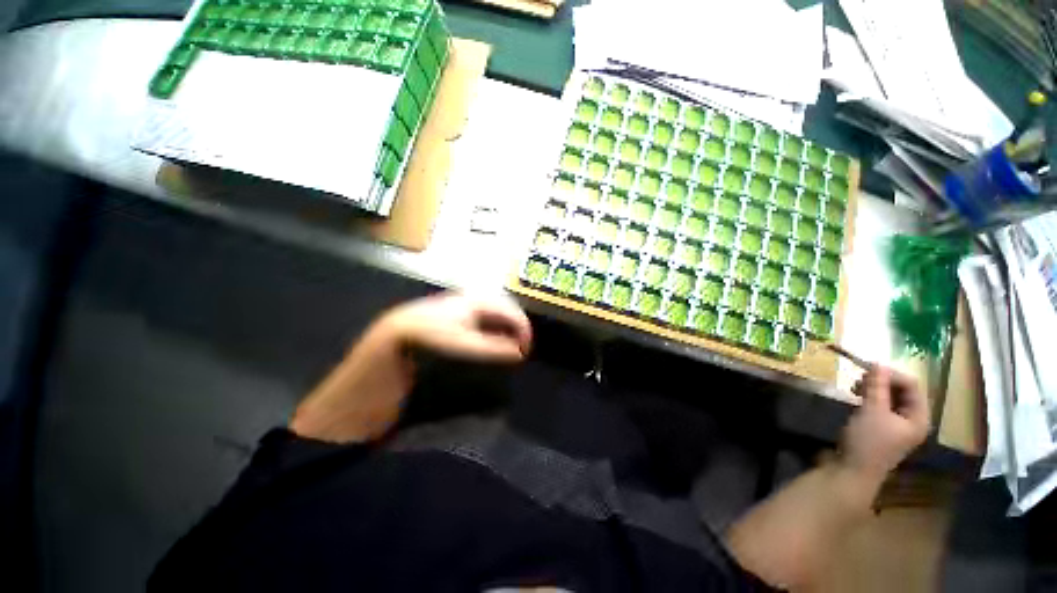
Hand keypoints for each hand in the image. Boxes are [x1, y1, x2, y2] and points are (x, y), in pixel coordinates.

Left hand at [386, 292, 532, 362]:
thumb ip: (495, 348)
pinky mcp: (463, 309)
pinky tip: (493, 339)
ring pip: (499, 313)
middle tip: (520, 349)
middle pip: (509, 310)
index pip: (514, 312)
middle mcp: (479, 297)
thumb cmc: (435, 334)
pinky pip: (488, 316)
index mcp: (482, 301)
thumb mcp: (466, 344)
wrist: (401, 328)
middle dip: (518, 329)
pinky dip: (496, 328)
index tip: (525, 351)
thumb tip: (518, 352)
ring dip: (508, 329)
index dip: (525, 331)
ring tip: (509, 346)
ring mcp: (470, 302)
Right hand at [840, 365, 929, 482]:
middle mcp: (911, 420)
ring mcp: (896, 425)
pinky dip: (869, 398)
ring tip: (855, 388)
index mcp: (918, 418)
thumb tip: (877, 363)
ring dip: (874, 389)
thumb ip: (877, 386)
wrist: (851, 470)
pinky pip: (880, 406)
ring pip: (889, 398)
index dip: (891, 374)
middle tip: (859, 378)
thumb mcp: (872, 410)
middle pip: (902, 391)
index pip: (912, 385)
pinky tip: (856, 398)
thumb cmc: (867, 441)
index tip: (867, 368)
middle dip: (882, 381)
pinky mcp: (881, 428)